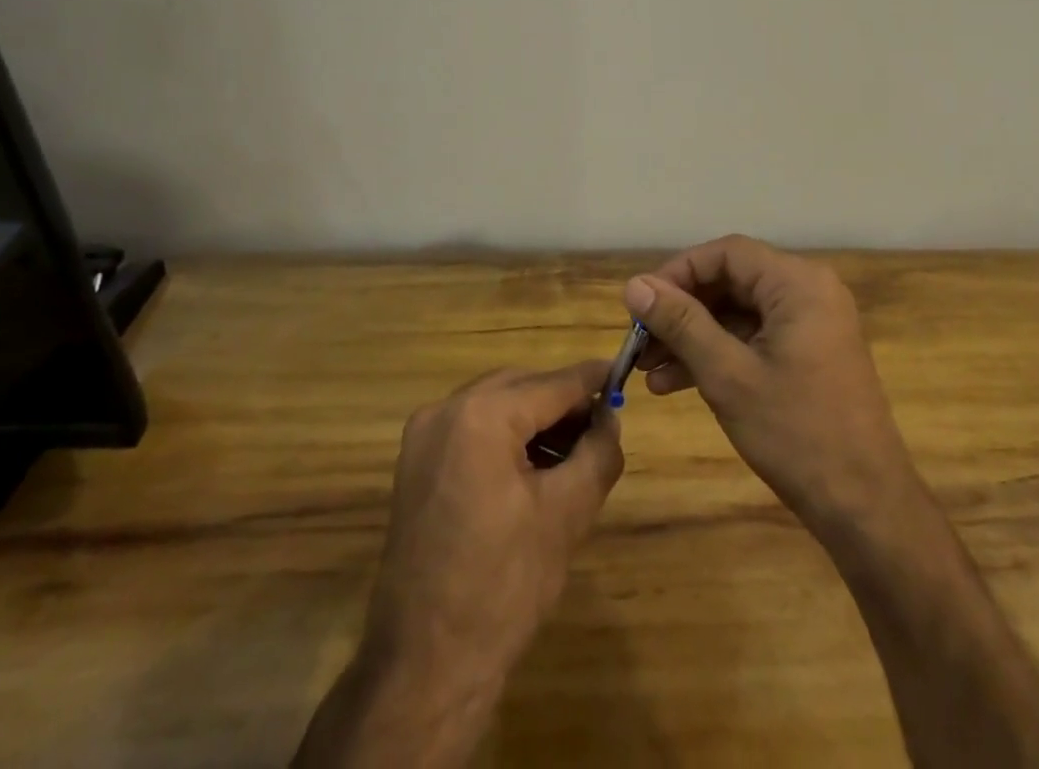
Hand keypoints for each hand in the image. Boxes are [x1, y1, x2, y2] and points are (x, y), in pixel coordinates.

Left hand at [295, 362, 622, 767]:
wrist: (427, 666)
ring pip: (496, 405)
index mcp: (482, 415)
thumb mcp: (568, 513)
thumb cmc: (505, 585)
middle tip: (601, 425)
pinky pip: (472, 429)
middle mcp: (445, 410)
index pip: (552, 384)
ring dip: (536, 419)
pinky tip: (535, 466)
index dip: (593, 378)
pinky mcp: (415, 464)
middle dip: (563, 402)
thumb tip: (610, 416)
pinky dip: (506, 436)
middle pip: (521, 387)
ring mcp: (423, 437)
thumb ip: (598, 450)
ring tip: (574, 451)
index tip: (623, 373)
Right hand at [625, 236, 920, 537]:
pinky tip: (676, 383)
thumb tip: (634, 285)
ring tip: (647, 372)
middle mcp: (808, 291)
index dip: (678, 272)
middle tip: (639, 342)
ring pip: (739, 313)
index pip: (727, 254)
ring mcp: (811, 324)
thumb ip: (681, 324)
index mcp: (798, 283)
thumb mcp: (728, 376)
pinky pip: (754, 338)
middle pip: (732, 281)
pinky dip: (719, 354)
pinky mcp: (809, 353)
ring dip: (694, 338)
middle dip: (682, 311)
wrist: (866, 507)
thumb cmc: (797, 434)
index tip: (640, 304)